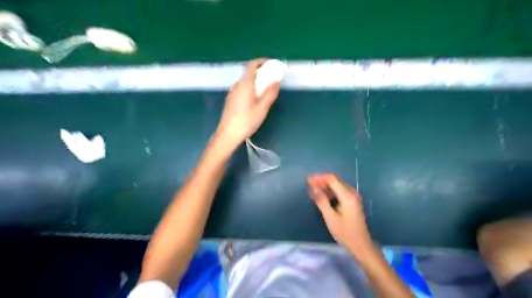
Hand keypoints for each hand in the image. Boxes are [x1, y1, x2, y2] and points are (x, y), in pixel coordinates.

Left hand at [216, 58, 282, 149]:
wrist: (228, 134)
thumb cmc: (246, 121)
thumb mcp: (262, 108)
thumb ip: (270, 93)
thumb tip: (276, 82)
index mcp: (245, 84)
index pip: (251, 65)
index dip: (261, 62)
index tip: (271, 64)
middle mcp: (237, 86)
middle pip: (248, 73)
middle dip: (261, 73)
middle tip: (271, 79)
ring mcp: (232, 93)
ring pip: (245, 82)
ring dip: (255, 82)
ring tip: (265, 91)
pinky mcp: (230, 101)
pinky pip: (242, 89)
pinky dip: (250, 89)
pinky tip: (254, 100)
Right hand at [311, 174, 370, 257]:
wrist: (361, 245)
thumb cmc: (345, 232)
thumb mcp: (330, 217)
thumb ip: (321, 201)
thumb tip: (313, 188)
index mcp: (347, 196)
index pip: (332, 179)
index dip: (319, 178)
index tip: (308, 180)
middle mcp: (352, 193)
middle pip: (334, 181)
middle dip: (321, 182)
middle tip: (309, 186)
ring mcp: (354, 197)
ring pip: (337, 186)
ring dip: (325, 187)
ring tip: (313, 192)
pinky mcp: (353, 202)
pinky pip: (340, 191)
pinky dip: (330, 192)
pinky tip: (323, 197)